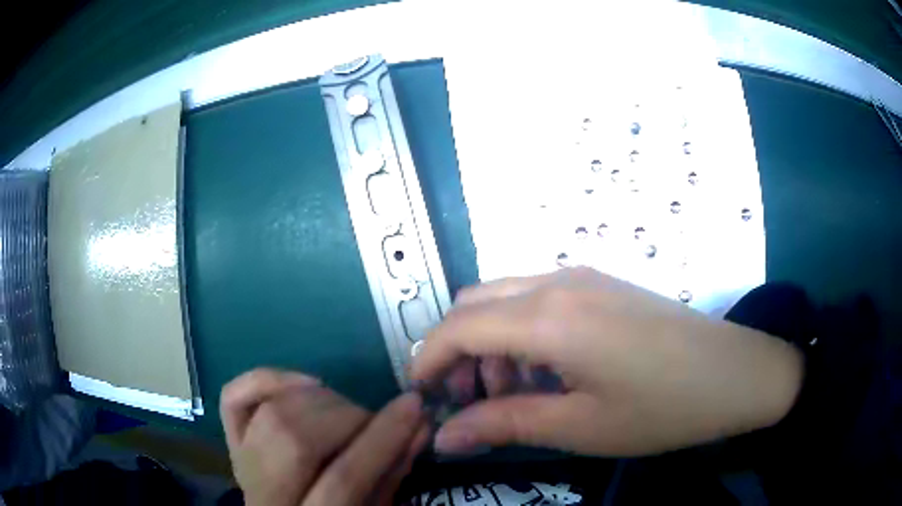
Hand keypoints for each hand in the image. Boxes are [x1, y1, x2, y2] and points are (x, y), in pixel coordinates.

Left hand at [220, 369, 428, 505]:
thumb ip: (392, 474)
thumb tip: (419, 424)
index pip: (342, 479)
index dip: (381, 439)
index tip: (414, 405)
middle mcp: (263, 495)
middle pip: (296, 440)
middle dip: (346, 418)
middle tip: (373, 419)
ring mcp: (241, 464)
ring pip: (270, 413)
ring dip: (319, 399)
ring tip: (343, 411)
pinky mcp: (231, 442)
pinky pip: (234, 398)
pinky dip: (268, 380)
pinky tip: (303, 385)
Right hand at [411, 267, 803, 456]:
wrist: (735, 372)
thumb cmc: (662, 408)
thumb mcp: (579, 426)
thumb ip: (503, 425)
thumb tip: (443, 438)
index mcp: (549, 317)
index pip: (458, 327)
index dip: (428, 360)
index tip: (421, 396)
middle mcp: (557, 281)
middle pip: (473, 303)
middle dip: (456, 350)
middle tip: (472, 401)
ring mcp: (582, 276)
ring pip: (504, 297)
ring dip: (490, 341)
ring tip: (516, 392)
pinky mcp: (601, 283)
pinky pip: (537, 297)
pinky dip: (521, 330)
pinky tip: (549, 369)